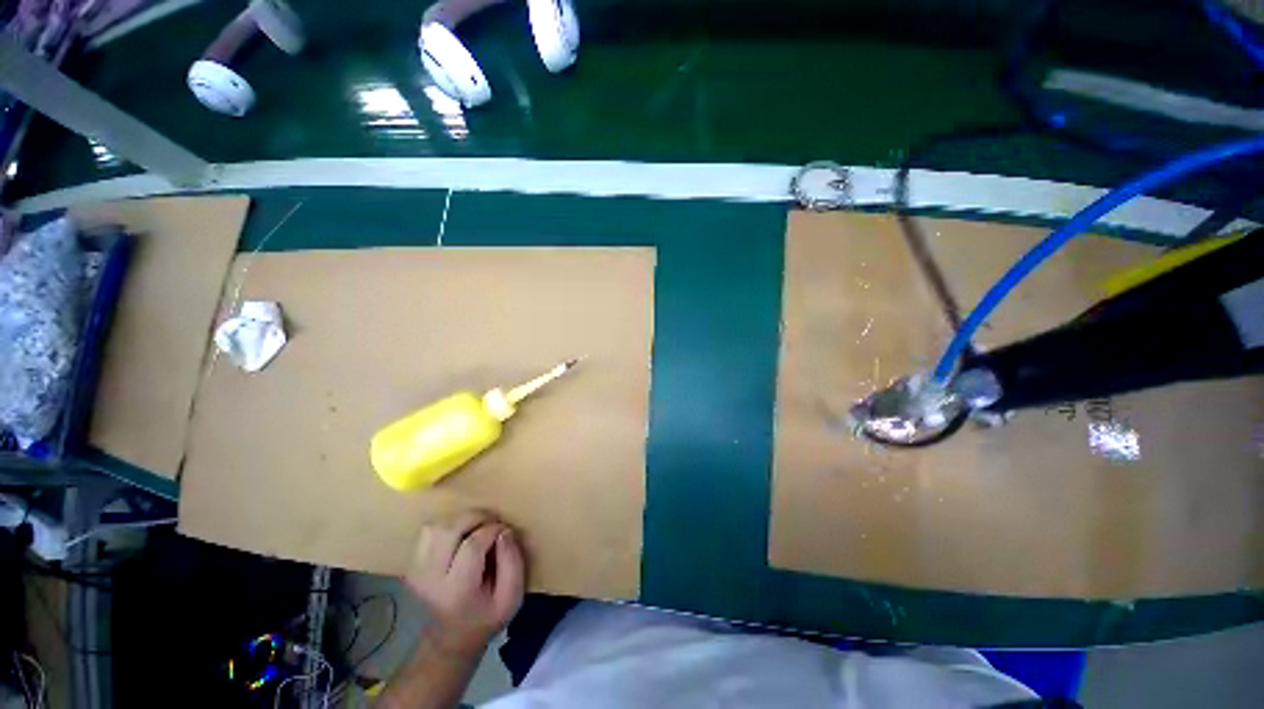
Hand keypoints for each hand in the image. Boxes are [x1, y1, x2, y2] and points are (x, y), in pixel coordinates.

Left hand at [406, 511, 525, 655]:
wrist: (447, 642)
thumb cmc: (484, 619)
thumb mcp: (511, 599)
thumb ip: (513, 564)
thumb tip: (505, 532)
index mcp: (457, 591)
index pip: (472, 546)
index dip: (493, 530)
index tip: (505, 532)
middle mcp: (430, 579)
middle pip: (448, 530)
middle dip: (476, 517)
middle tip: (492, 522)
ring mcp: (416, 571)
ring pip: (435, 528)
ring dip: (460, 520)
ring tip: (477, 527)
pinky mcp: (412, 565)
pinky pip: (427, 532)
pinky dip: (447, 525)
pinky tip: (461, 535)